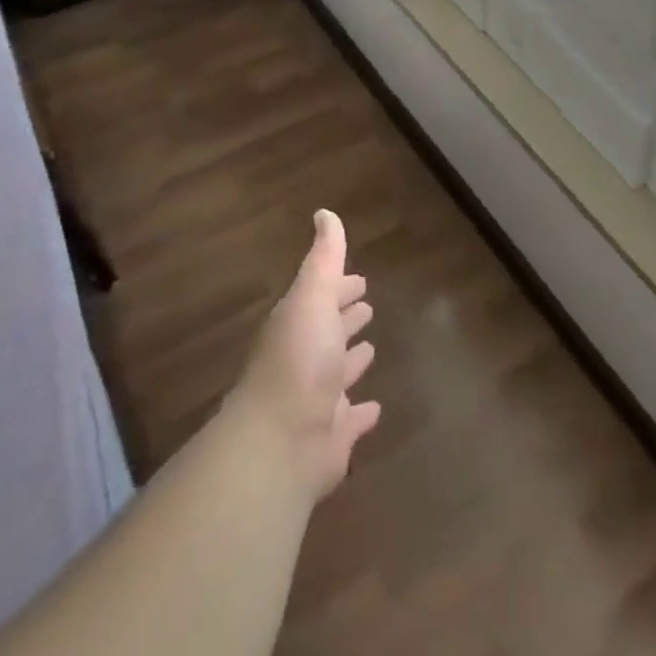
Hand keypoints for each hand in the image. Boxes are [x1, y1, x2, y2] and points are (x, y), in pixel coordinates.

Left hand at [232, 210, 380, 499]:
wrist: (280, 442)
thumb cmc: (299, 360)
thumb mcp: (313, 298)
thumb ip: (324, 259)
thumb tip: (324, 213)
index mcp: (298, 326)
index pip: (322, 299)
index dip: (340, 289)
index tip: (360, 281)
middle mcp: (304, 362)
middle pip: (328, 334)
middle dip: (345, 319)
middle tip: (366, 307)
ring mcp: (316, 402)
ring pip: (338, 376)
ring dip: (352, 362)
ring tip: (371, 350)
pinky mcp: (330, 438)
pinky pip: (350, 420)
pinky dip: (361, 414)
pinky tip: (375, 409)